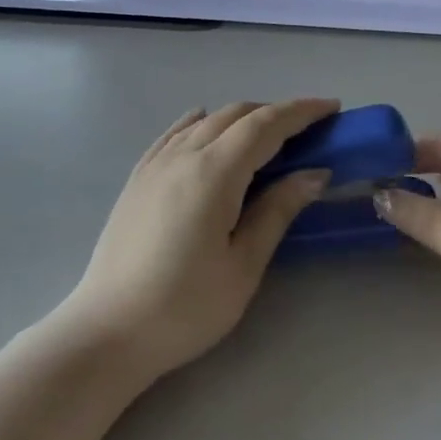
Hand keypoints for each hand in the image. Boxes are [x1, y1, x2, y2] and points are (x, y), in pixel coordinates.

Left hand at [63, 100, 338, 381]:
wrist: (108, 332)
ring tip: (268, 137)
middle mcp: (182, 155)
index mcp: (213, 173)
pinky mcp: (138, 178)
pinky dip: (203, 123)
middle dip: (276, 113)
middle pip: (236, 114)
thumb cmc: (185, 307)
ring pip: (206, 120)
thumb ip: (277, 211)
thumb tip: (315, 173)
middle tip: (309, 129)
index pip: (265, 125)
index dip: (301, 112)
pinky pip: (176, 133)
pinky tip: (208, 129)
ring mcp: (155, 163)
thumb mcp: (243, 265)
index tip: (332, 107)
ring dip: (242, 117)